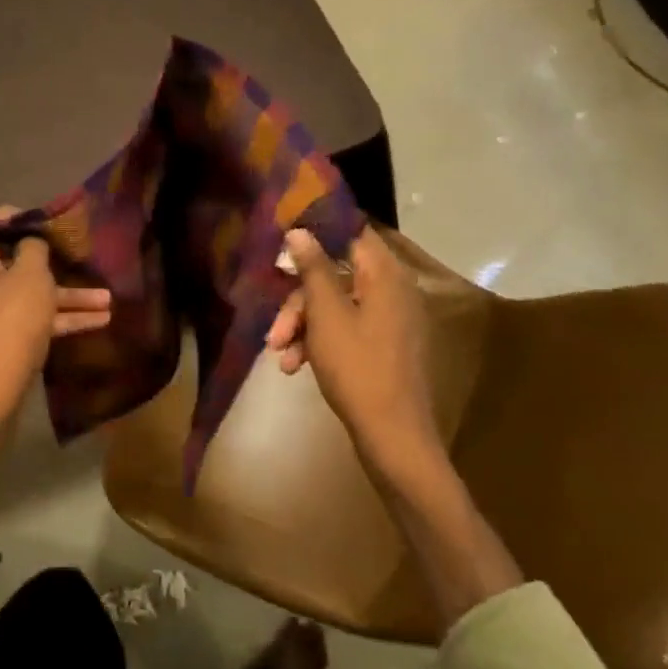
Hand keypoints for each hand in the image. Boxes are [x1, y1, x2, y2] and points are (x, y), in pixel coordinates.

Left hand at [0, 209, 110, 443]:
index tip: (62, 226)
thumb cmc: (8, 329)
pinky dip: (57, 319)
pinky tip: (98, 323)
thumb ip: (34, 250)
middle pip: (16, 260)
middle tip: (88, 260)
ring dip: (67, 296)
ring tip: (109, 300)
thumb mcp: (31, 280)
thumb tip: (31, 243)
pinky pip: (27, 319)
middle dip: (57, 263)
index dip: (31, 219)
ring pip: (28, 294)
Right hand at [269, 227, 522, 620]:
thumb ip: (313, 269)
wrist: (393, 437)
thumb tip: (300, 231)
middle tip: (274, 330)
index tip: (283, 243)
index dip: (317, 234)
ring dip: (303, 327)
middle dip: (299, 301)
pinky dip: (320, 343)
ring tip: (280, 357)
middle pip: (336, 276)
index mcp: (386, 276)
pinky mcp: (384, 347)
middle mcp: (393, 291)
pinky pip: (347, 330)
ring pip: (337, 307)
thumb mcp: (327, 316)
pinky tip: (295, 368)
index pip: (352, 233)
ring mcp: (391, 321)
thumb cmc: (358, 369)